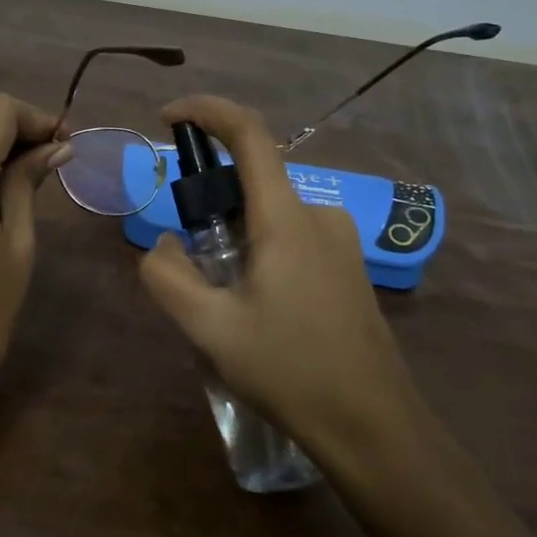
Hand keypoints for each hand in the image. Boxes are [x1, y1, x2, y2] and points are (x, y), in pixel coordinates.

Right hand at [138, 95, 421, 460]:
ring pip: (271, 214)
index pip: (248, 133)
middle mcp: (318, 214)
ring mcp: (340, 240)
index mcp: (285, 217)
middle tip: (190, 260)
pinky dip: (261, 250)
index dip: (206, 110)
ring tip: (224, 300)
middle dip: (211, 202)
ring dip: (236, 235)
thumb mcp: (211, 328)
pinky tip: (258, 309)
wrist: (374, 425)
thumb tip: (163, 244)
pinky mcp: (349, 265)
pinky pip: (292, 236)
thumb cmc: (290, 371)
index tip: (169, 118)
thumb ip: (168, 276)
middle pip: (254, 179)